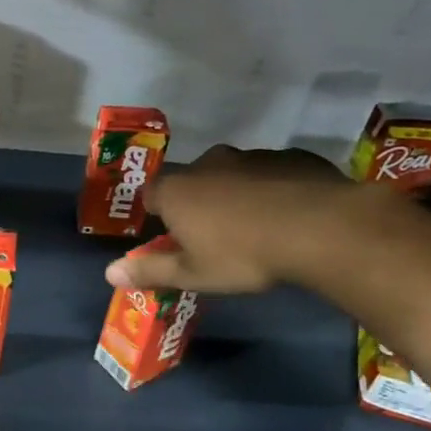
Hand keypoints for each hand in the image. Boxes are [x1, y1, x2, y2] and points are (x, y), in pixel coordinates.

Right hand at [106, 145, 349, 294]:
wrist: (322, 229)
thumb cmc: (244, 255)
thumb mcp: (192, 274)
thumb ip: (149, 270)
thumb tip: (109, 273)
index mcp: (176, 191)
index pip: (150, 194)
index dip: (157, 213)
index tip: (170, 233)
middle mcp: (208, 164)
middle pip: (192, 181)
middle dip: (197, 201)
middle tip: (213, 234)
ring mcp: (251, 156)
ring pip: (232, 174)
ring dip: (236, 193)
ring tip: (255, 225)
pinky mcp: (291, 157)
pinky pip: (271, 173)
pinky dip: (272, 188)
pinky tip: (288, 213)